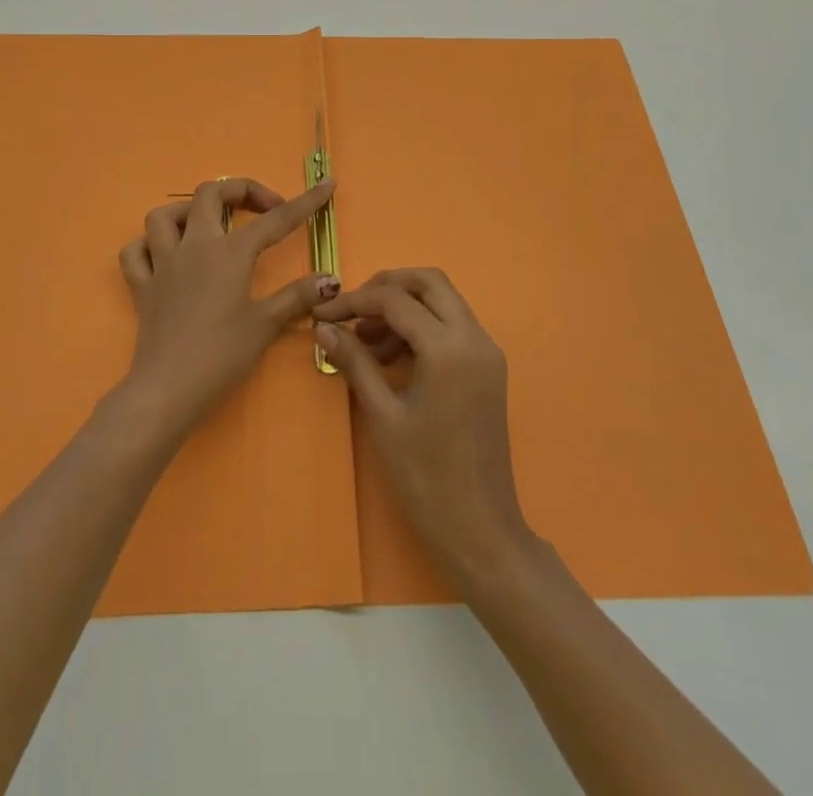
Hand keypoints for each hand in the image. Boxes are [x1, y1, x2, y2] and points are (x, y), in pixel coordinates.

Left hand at [116, 177, 339, 441]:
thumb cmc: (221, 355)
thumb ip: (298, 296)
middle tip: (263, 209)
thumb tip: (330, 279)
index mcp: (229, 253)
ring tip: (209, 225)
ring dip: (187, 211)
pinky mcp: (141, 286)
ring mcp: (162, 263)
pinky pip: (135, 252)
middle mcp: (194, 246)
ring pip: (164, 215)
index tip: (326, 185)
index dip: (305, 201)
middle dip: (240, 191)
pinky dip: (148, 246)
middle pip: (210, 194)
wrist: (168, 388)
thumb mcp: (265, 325)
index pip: (275, 220)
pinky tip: (164, 256)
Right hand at [316, 269, 535, 588]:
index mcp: (448, 348)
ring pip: (443, 300)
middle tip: (353, 312)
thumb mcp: (383, 416)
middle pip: (429, 281)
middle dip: (387, 287)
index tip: (323, 315)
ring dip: (405, 306)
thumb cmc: (426, 477)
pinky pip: (453, 325)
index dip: (355, 302)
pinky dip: (423, 325)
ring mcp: (487, 351)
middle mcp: (474, 338)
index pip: (395, 300)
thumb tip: (323, 327)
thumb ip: (355, 362)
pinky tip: (393, 355)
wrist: (480, 530)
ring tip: (368, 341)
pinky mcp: (489, 367)